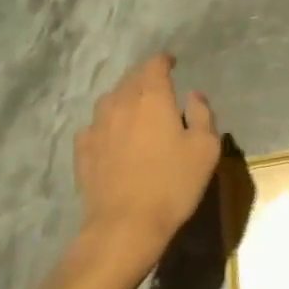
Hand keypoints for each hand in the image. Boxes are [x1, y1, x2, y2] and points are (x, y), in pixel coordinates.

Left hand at [74, 54, 219, 266]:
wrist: (124, 226)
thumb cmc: (173, 184)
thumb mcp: (205, 148)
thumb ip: (202, 114)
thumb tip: (194, 95)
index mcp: (152, 97)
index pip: (154, 65)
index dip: (164, 61)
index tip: (172, 64)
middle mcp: (121, 102)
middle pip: (131, 78)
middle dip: (145, 77)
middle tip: (158, 87)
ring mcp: (97, 126)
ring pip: (110, 99)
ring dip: (124, 98)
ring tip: (135, 110)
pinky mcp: (83, 150)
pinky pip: (95, 125)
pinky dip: (107, 124)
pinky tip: (113, 137)